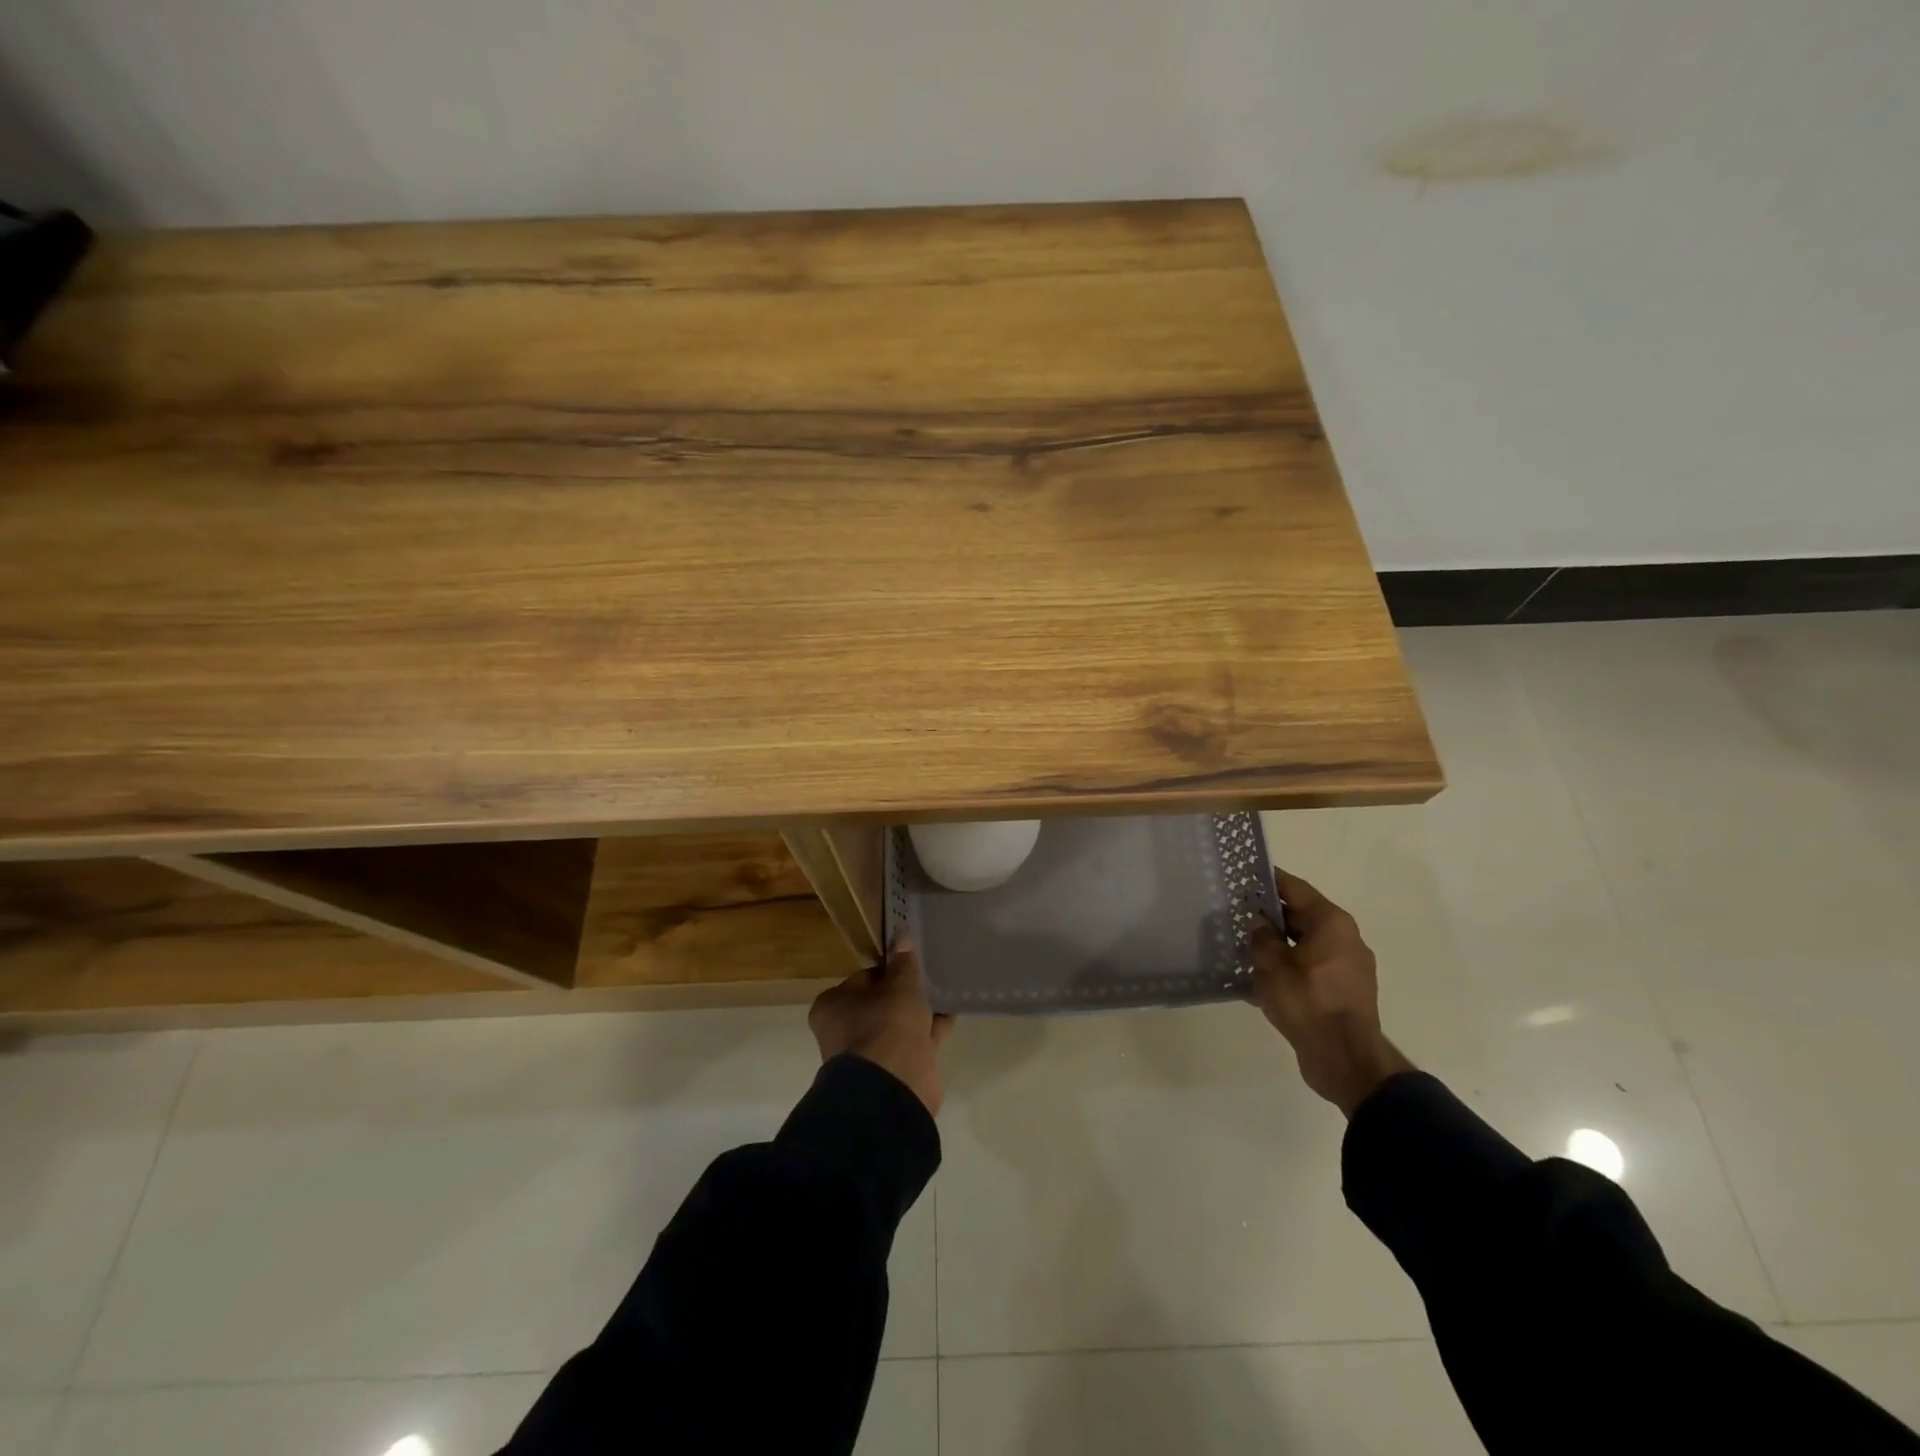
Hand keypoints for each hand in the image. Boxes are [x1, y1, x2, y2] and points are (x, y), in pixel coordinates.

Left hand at [809, 935, 954, 1115]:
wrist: (893, 1088)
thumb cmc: (886, 1025)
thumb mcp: (899, 986)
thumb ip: (903, 963)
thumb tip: (901, 936)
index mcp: (834, 1005)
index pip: (863, 978)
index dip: (888, 968)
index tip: (911, 961)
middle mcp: (847, 1029)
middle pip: (881, 1001)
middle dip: (905, 990)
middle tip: (930, 972)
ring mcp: (873, 1052)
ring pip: (900, 1023)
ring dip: (920, 1010)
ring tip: (945, 987)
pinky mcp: (897, 1069)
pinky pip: (916, 1041)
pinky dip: (932, 1028)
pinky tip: (952, 1012)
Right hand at [1250, 868, 1412, 1116]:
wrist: (1345, 1059)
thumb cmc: (1307, 1002)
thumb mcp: (1272, 964)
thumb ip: (1261, 936)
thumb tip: (1257, 920)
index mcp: (1332, 923)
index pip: (1295, 888)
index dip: (1268, 880)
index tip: (1244, 875)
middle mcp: (1346, 938)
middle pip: (1302, 916)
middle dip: (1270, 915)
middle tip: (1237, 914)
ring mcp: (1349, 967)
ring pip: (1306, 944)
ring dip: (1279, 944)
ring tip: (1245, 947)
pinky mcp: (1345, 992)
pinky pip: (1311, 968)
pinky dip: (1290, 967)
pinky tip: (1262, 979)